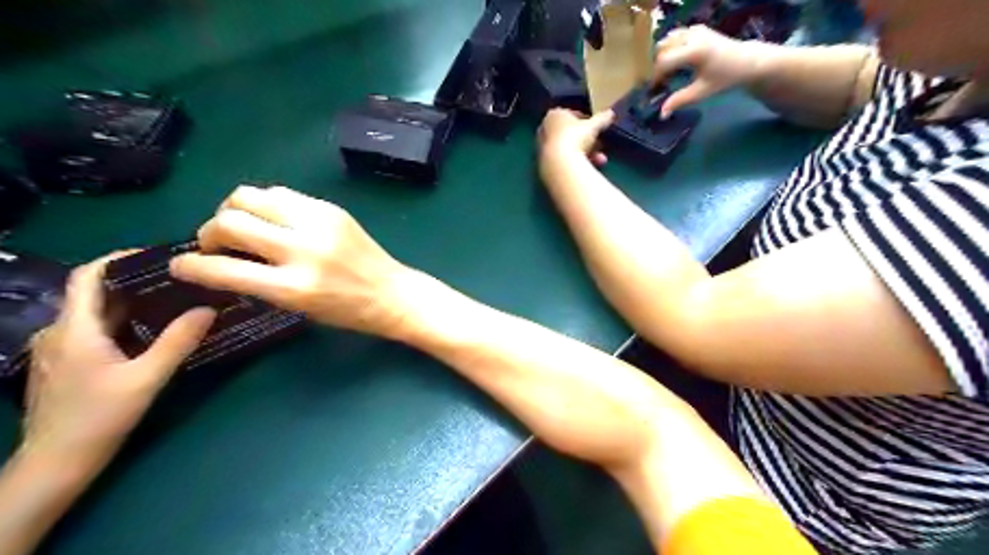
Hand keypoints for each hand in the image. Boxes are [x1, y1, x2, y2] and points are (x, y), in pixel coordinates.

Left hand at [23, 254, 214, 470]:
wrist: (56, 464)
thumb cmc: (99, 418)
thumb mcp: (147, 378)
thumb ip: (178, 341)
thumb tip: (209, 309)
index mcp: (74, 329)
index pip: (87, 276)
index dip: (119, 258)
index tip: (157, 255)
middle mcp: (59, 332)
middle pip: (96, 293)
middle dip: (137, 282)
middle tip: (179, 280)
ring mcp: (58, 350)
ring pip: (97, 314)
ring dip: (133, 304)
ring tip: (173, 302)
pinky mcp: (65, 364)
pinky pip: (95, 331)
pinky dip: (124, 322)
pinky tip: (152, 332)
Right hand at [169, 186, 412, 337]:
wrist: (392, 292)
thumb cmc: (347, 311)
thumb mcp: (298, 308)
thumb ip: (260, 283)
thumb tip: (222, 261)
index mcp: (293, 287)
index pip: (223, 269)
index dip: (191, 266)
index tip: (181, 265)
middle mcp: (302, 250)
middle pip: (230, 220)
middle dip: (209, 231)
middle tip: (215, 243)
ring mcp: (318, 224)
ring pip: (250, 195)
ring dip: (234, 209)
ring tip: (242, 226)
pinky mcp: (331, 209)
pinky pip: (282, 193)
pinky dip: (266, 204)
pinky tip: (272, 219)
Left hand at [538, 108, 616, 163]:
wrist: (559, 164)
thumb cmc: (575, 138)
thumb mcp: (593, 126)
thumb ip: (601, 119)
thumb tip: (611, 113)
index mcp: (554, 115)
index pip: (571, 115)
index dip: (586, 121)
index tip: (596, 128)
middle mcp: (545, 129)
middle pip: (570, 134)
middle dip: (587, 140)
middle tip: (599, 145)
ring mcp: (544, 148)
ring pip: (569, 148)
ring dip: (586, 153)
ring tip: (600, 160)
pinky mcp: (545, 163)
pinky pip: (565, 160)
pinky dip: (577, 162)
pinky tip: (589, 167)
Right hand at [654, 24, 762, 116]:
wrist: (747, 61)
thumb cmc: (725, 78)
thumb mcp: (702, 92)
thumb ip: (680, 101)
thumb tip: (662, 114)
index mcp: (694, 51)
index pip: (663, 62)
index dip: (655, 76)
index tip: (654, 88)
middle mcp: (692, 36)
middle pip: (662, 48)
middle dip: (657, 65)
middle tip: (661, 81)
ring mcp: (695, 30)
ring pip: (667, 40)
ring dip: (662, 55)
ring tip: (668, 72)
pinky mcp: (697, 29)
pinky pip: (675, 36)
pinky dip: (670, 47)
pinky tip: (675, 61)